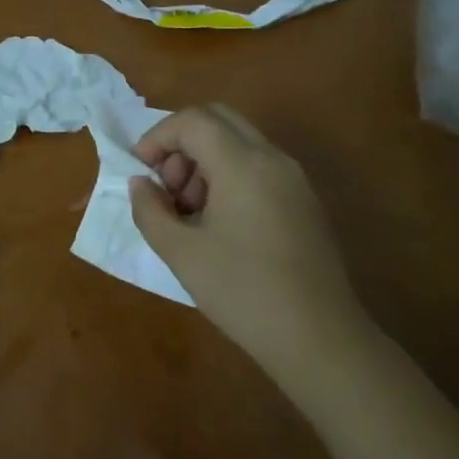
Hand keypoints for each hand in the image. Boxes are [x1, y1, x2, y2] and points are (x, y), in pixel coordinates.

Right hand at [129, 105, 370, 374]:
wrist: (318, 338)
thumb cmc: (242, 291)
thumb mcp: (180, 252)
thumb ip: (150, 210)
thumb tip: (141, 184)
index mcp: (243, 163)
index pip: (193, 120)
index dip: (158, 137)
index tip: (142, 172)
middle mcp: (273, 159)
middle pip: (219, 120)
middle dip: (182, 144)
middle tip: (168, 189)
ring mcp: (294, 179)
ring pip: (240, 143)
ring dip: (205, 162)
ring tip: (190, 214)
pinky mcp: (305, 202)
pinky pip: (259, 168)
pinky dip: (229, 177)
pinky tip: (220, 226)